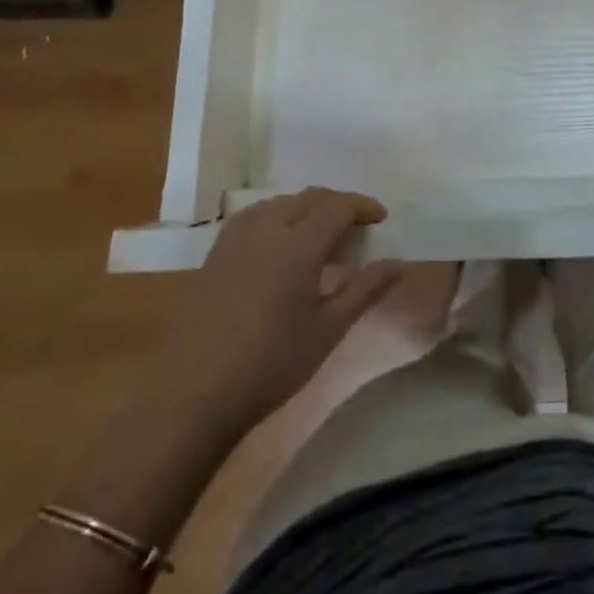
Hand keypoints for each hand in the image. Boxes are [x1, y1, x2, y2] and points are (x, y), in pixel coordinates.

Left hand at [164, 188, 402, 426]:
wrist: (193, 396)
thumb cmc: (271, 364)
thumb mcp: (328, 330)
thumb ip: (366, 290)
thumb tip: (400, 263)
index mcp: (299, 243)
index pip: (338, 206)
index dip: (363, 207)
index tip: (381, 218)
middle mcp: (268, 228)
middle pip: (309, 197)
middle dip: (337, 203)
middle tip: (356, 224)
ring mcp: (236, 239)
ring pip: (279, 203)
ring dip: (305, 207)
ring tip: (319, 230)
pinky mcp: (215, 254)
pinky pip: (253, 217)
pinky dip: (276, 216)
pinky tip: (277, 242)